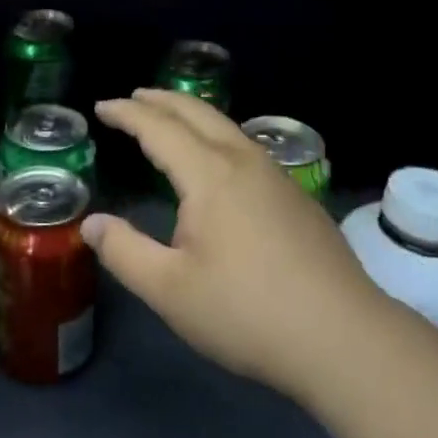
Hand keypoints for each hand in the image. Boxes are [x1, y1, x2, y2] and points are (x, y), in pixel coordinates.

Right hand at [85, 90, 380, 406]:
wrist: (345, 340)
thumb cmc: (247, 312)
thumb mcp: (169, 290)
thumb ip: (124, 252)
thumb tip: (92, 223)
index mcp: (210, 175)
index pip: (159, 128)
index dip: (127, 113)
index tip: (101, 107)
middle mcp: (244, 162)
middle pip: (198, 113)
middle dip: (161, 100)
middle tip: (133, 97)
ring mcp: (277, 178)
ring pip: (228, 128)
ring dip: (192, 115)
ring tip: (171, 120)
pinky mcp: (298, 199)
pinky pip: (247, 148)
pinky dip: (217, 137)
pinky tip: (219, 162)